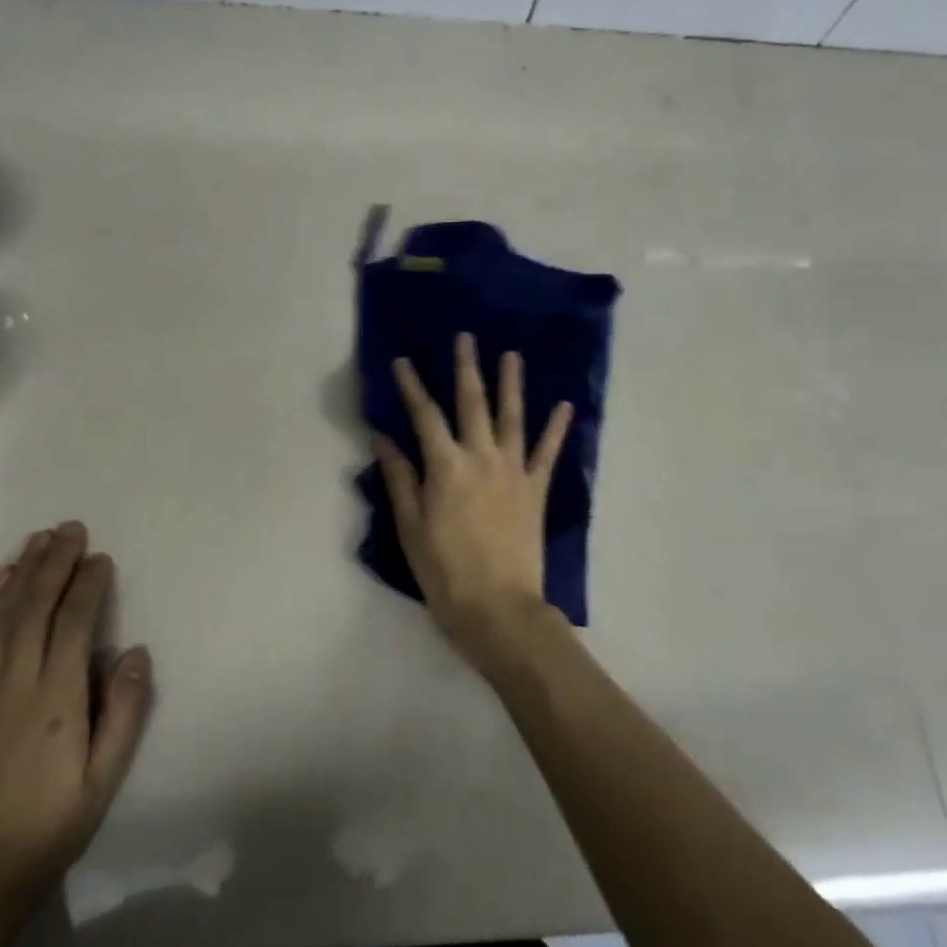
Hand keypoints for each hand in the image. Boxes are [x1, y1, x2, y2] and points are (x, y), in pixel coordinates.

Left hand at [0, 523, 151, 925]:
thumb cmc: (48, 828)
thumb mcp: (102, 781)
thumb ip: (123, 713)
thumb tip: (135, 652)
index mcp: (54, 700)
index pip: (72, 624)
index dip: (88, 586)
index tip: (101, 557)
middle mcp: (14, 684)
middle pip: (34, 608)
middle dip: (54, 564)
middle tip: (71, 528)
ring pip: (3, 617)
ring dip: (22, 573)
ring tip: (37, 539)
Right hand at [374, 333, 572, 677]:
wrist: (499, 609)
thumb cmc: (444, 573)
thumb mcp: (410, 528)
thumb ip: (399, 478)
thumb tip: (382, 437)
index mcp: (446, 467)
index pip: (424, 416)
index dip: (411, 386)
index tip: (402, 361)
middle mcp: (481, 457)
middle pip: (472, 403)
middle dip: (466, 368)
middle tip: (466, 337)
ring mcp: (513, 471)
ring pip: (512, 417)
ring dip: (511, 384)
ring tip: (512, 355)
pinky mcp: (536, 489)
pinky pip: (548, 452)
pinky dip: (557, 428)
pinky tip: (565, 406)